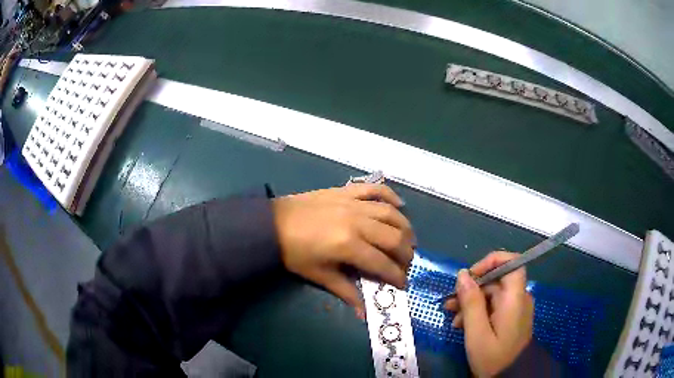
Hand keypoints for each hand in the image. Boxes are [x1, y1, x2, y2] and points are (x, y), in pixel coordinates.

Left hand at [273, 184, 414, 315]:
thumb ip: (346, 292)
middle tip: (406, 264)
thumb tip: (364, 314)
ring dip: (405, 228)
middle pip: (394, 238)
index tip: (403, 284)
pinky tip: (400, 205)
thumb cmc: (295, 253)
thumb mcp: (320, 276)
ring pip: (391, 214)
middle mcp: (357, 222)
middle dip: (406, 254)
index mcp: (349, 246)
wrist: (273, 224)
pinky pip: (375, 189)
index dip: (397, 276)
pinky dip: (391, 195)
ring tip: (409, 240)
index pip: (383, 263)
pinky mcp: (347, 191)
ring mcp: (353, 203)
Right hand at [444, 252, 533, 376]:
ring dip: (471, 302)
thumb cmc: (493, 357)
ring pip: (492, 294)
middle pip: (496, 280)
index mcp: (515, 298)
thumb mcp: (477, 333)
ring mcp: (515, 308)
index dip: (491, 262)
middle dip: (471, 289)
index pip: (512, 262)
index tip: (470, 276)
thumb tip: (462, 274)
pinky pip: (494, 306)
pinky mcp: (511, 318)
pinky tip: (463, 325)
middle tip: (450, 304)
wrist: (509, 377)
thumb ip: (471, 303)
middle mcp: (518, 298)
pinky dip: (478, 311)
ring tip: (452, 318)